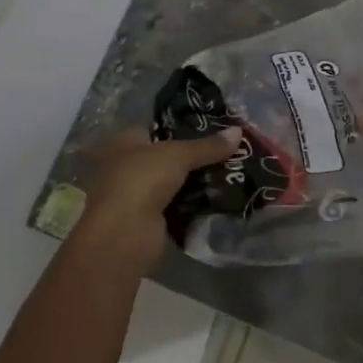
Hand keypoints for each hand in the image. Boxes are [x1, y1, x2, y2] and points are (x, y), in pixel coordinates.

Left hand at [73, 125, 241, 267]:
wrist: (124, 235)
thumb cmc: (143, 180)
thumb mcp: (179, 155)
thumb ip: (209, 145)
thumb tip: (239, 131)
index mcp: (127, 140)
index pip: (160, 128)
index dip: (186, 126)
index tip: (217, 127)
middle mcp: (128, 164)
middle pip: (170, 156)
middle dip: (197, 156)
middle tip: (231, 150)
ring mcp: (138, 193)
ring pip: (175, 181)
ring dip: (197, 180)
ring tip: (232, 171)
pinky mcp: (150, 218)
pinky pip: (178, 204)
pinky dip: (195, 203)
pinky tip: (220, 197)